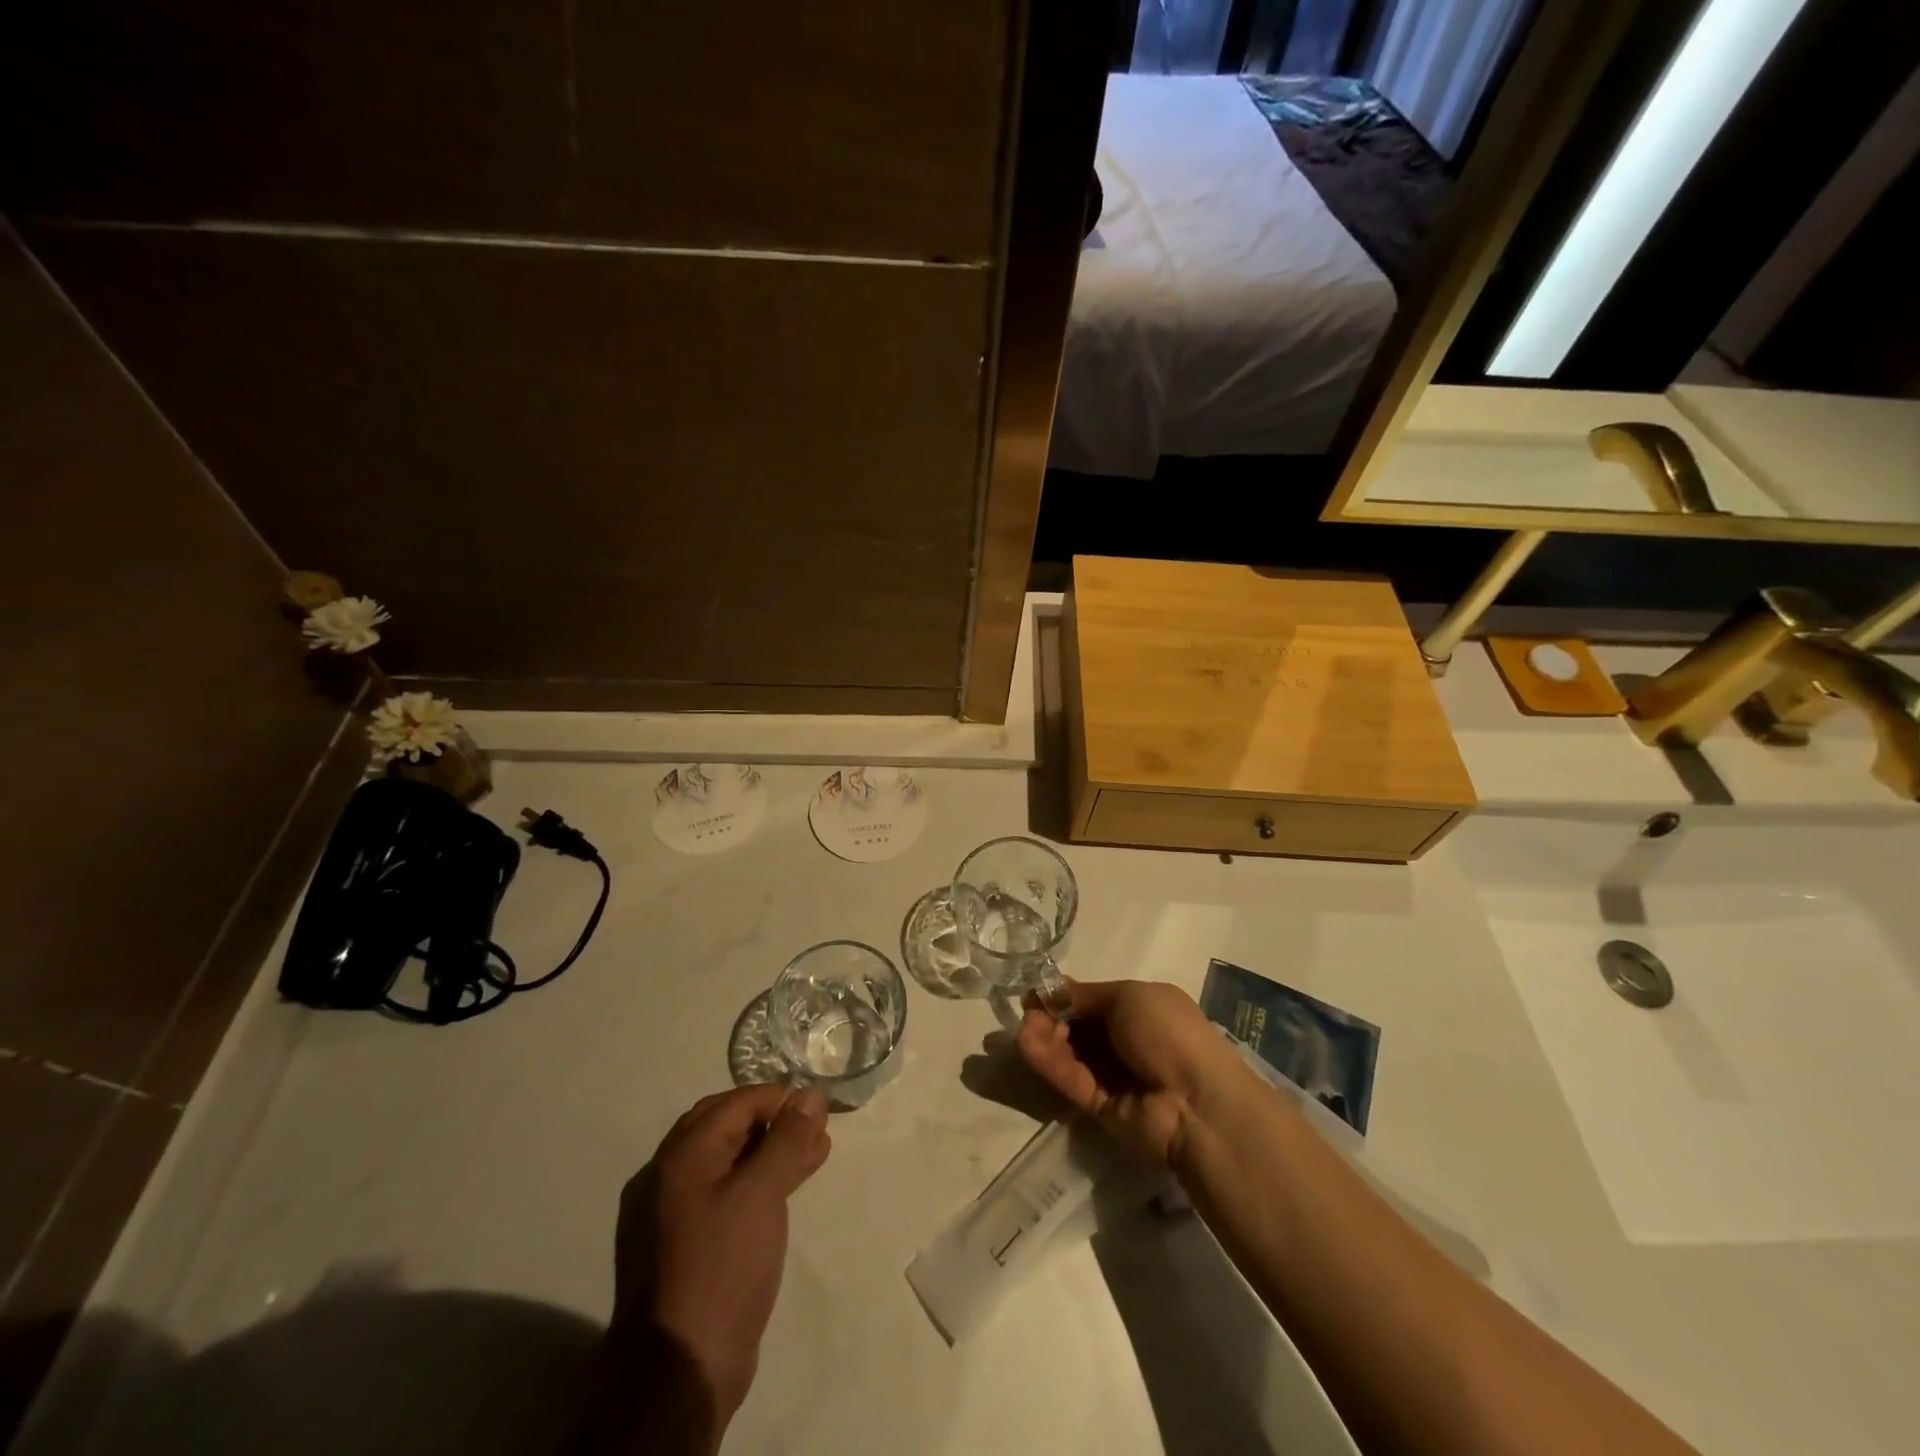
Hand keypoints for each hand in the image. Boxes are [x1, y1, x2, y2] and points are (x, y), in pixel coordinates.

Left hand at [612, 1085, 830, 1422]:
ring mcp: (673, 1213)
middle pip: (727, 1127)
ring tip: (816, 1152)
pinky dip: (758, 1181)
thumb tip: (810, 1094)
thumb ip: (787, 1139)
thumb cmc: (722, 1268)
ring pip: (729, 1161)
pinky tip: (787, 1187)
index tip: (817, 1106)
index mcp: (681, 1157)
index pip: (735, 1104)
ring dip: (771, 1151)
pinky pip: (725, 1192)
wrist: (681, 1372)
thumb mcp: (762, 1194)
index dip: (778, 1098)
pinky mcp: (686, 1245)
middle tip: (816, 1127)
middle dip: (775, 1121)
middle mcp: (669, 1176)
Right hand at [1016, 978, 1243, 1167]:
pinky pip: (1071, 1079)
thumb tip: (1053, 991)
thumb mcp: (1129, 997)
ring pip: (1071, 1052)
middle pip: (1078, 1026)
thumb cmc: (1170, 1034)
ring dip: (1045, 1037)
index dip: (1065, 995)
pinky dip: (1049, 1062)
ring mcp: (1113, 1075)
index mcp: (1141, 1009)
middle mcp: (1126, 1040)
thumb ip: (1086, 995)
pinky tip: (1026, 1044)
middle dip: (1052, 1015)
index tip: (1037, 990)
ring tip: (1023, 1027)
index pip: (1093, 1000)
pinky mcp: (1100, 1106)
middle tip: (1028, 1010)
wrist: (1197, 1103)